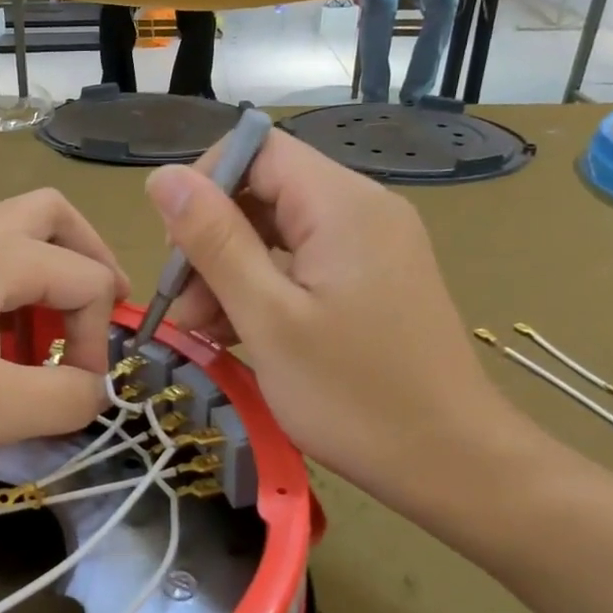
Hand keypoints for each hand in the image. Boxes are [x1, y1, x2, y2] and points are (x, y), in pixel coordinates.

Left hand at [0, 190, 129, 472]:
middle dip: (89, 260)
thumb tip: (97, 389)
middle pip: (52, 216)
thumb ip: (68, 399)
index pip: (86, 278)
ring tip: (38, 343)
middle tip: (95, 313)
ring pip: (11, 235)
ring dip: (44, 278)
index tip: (82, 389)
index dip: (99, 335)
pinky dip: (4, 290)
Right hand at [144, 132, 541, 511]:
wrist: (449, 462)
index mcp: (342, 204)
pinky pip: (303, 266)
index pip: (256, 150)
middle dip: (212, 242)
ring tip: (203, 332)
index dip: (204, 187)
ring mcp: (372, 247)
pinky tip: (238, 336)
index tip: (174, 251)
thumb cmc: (352, 395)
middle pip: (265, 193)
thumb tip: (163, 178)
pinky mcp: (373, 282)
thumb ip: (214, 242)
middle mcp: (363, 210)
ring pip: (279, 234)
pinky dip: (264, 292)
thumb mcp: (268, 318)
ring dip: (231, 274)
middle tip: (182, 308)